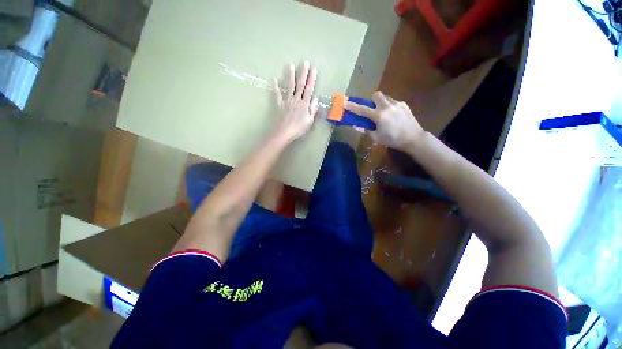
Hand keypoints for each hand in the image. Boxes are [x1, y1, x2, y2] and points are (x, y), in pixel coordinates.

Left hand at [271, 61, 318, 143]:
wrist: (284, 132)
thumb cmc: (298, 129)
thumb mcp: (309, 121)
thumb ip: (313, 110)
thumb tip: (316, 99)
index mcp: (304, 104)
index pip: (309, 89)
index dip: (312, 79)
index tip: (314, 69)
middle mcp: (296, 100)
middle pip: (300, 85)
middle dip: (303, 73)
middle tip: (304, 62)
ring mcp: (287, 101)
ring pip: (289, 86)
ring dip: (290, 76)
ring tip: (290, 65)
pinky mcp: (279, 104)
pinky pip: (277, 94)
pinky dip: (275, 87)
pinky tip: (274, 80)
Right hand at [344, 91, 423, 150]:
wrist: (413, 138)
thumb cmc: (392, 140)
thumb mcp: (376, 138)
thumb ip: (365, 130)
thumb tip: (356, 125)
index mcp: (379, 116)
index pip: (362, 110)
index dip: (352, 107)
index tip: (345, 103)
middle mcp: (387, 106)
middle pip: (376, 95)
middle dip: (372, 101)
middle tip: (372, 110)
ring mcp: (397, 103)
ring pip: (385, 97)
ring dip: (381, 103)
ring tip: (384, 114)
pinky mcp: (404, 104)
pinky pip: (393, 101)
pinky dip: (389, 106)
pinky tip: (393, 115)